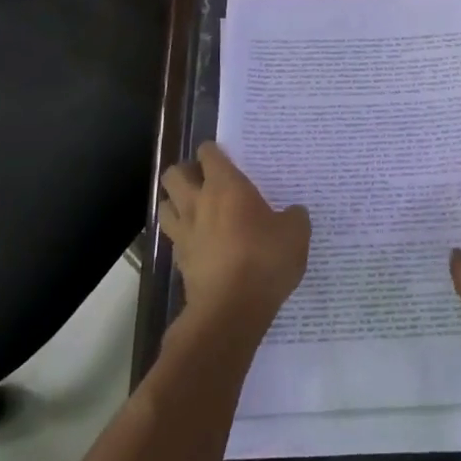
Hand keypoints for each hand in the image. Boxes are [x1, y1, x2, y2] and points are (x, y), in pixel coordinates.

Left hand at [159, 143, 309, 328]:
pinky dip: (183, 234)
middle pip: (173, 174)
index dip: (214, 151)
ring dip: (176, 201)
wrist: (232, 309)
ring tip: (196, 208)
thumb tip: (293, 212)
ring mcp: (184, 233)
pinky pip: (174, 237)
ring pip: (165, 204)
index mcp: (226, 187)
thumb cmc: (265, 259)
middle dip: (185, 172)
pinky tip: (200, 241)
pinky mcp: (179, 261)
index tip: (226, 155)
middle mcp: (198, 203)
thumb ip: (293, 216)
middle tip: (206, 179)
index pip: (209, 154)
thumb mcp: (296, 233)